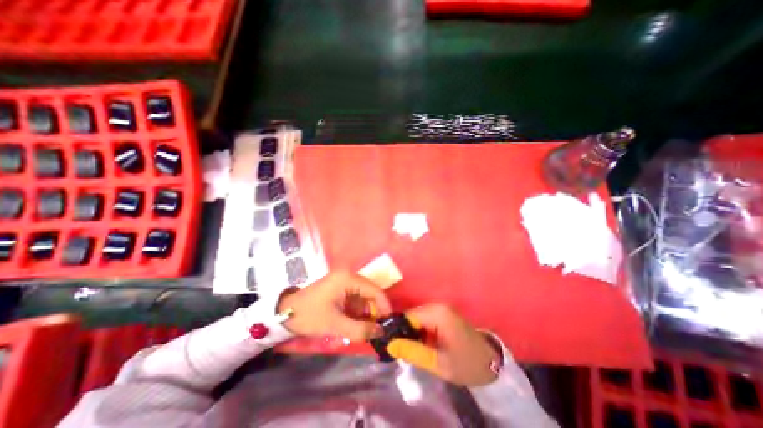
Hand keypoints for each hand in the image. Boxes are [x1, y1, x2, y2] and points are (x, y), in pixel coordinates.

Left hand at [276, 271, 392, 343]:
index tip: (388, 323)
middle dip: (375, 311)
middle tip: (377, 329)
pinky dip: (359, 310)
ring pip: (364, 296)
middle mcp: (349, 275)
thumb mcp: (335, 324)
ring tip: (367, 328)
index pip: (374, 290)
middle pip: (370, 292)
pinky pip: (356, 298)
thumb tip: (381, 332)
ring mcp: (344, 280)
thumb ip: (360, 329)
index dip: (384, 306)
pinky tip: (357, 322)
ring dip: (367, 312)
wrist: (285, 312)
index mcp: (348, 278)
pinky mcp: (340, 287)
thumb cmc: (310, 315)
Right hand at [388, 305, 501, 386]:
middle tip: (401, 351)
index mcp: (437, 313)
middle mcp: (437, 305)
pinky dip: (419, 330)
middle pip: (411, 316)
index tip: (392, 346)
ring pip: (416, 317)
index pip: (407, 317)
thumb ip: (413, 352)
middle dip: (405, 332)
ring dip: (412, 332)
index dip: (398, 330)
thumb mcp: (438, 363)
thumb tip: (389, 345)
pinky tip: (421, 343)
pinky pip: (423, 319)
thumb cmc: (465, 364)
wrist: (490, 363)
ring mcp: (440, 308)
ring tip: (410, 349)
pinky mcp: (442, 313)